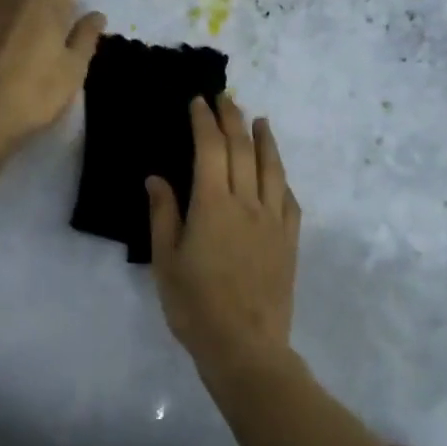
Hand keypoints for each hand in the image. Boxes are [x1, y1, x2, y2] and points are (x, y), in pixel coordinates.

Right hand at [147, 94, 301, 379]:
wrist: (245, 346)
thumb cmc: (195, 305)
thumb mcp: (166, 261)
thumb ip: (163, 215)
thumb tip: (157, 178)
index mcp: (213, 204)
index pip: (210, 149)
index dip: (204, 121)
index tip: (198, 102)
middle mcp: (247, 203)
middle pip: (242, 150)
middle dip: (232, 120)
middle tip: (225, 99)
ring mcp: (273, 221)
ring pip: (271, 168)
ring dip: (264, 140)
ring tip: (260, 120)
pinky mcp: (289, 241)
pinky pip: (289, 199)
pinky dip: (282, 178)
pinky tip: (278, 173)